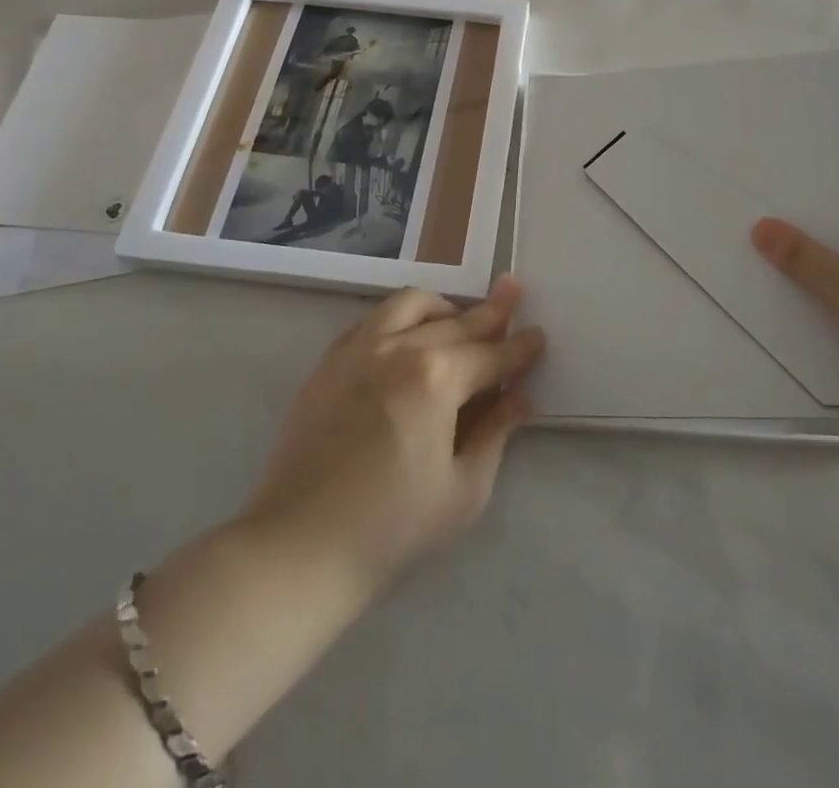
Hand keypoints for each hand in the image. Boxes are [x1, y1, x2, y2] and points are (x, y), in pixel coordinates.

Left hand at [240, 277, 545, 593]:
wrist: (299, 547)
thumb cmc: (391, 529)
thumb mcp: (463, 491)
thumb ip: (496, 434)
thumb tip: (521, 397)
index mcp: (437, 378)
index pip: (491, 355)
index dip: (520, 348)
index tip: (539, 335)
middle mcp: (400, 347)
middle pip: (457, 321)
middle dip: (492, 310)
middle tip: (513, 290)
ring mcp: (359, 348)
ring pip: (410, 303)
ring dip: (443, 306)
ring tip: (459, 316)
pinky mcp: (330, 360)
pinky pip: (373, 318)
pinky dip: (400, 316)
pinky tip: (407, 332)